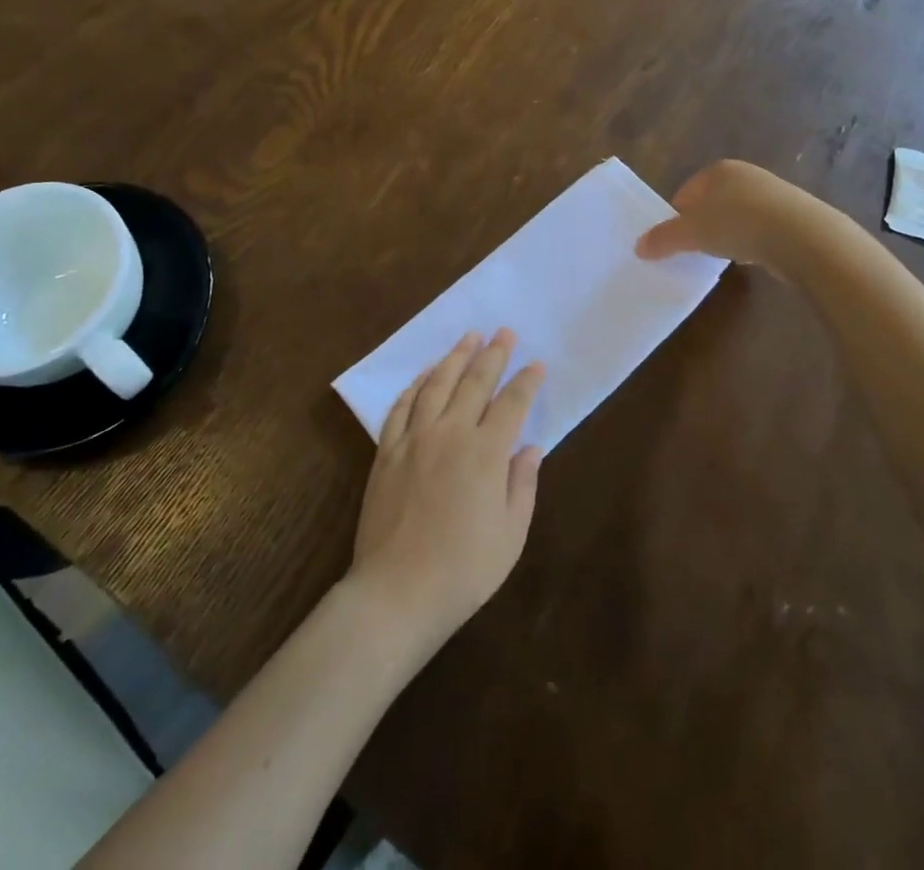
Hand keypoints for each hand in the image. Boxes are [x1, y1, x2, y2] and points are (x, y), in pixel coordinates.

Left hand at [348, 330, 543, 652]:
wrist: (397, 592)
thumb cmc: (463, 570)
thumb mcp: (511, 535)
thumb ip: (522, 485)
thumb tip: (530, 447)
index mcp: (485, 453)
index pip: (511, 404)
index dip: (526, 381)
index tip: (537, 364)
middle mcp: (450, 434)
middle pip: (474, 382)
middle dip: (493, 354)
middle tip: (504, 331)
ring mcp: (414, 439)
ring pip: (437, 385)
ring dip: (455, 357)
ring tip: (469, 337)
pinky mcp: (386, 452)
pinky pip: (401, 407)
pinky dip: (415, 385)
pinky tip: (425, 375)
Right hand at [635, 159, 814, 274]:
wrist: (803, 237)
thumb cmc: (737, 224)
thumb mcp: (691, 233)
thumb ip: (664, 238)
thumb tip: (639, 247)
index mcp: (718, 170)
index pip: (686, 192)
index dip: (676, 216)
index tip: (675, 241)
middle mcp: (746, 175)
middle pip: (713, 202)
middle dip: (703, 225)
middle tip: (697, 250)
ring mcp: (774, 194)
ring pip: (739, 215)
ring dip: (730, 234)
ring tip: (725, 256)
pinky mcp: (795, 216)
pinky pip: (763, 228)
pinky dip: (754, 242)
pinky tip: (754, 257)